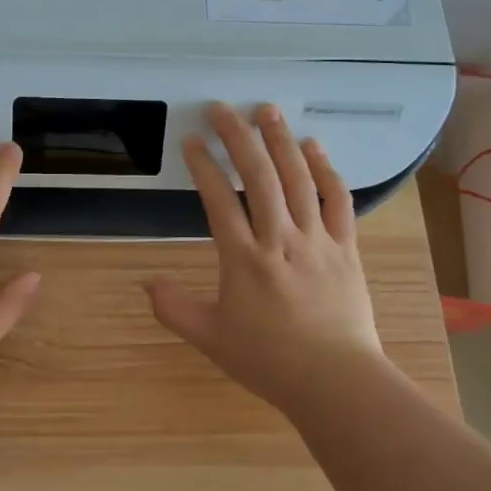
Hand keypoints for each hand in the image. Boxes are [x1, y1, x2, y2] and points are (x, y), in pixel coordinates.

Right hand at [145, 103, 385, 413]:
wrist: (336, 382)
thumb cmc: (269, 360)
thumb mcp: (210, 338)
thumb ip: (174, 308)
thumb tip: (145, 283)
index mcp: (244, 259)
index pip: (218, 200)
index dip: (202, 166)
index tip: (190, 141)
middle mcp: (280, 239)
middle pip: (258, 176)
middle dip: (237, 137)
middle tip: (222, 108)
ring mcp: (317, 240)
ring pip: (298, 179)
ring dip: (280, 141)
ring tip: (266, 110)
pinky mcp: (346, 247)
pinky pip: (338, 200)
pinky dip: (326, 170)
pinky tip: (313, 147)